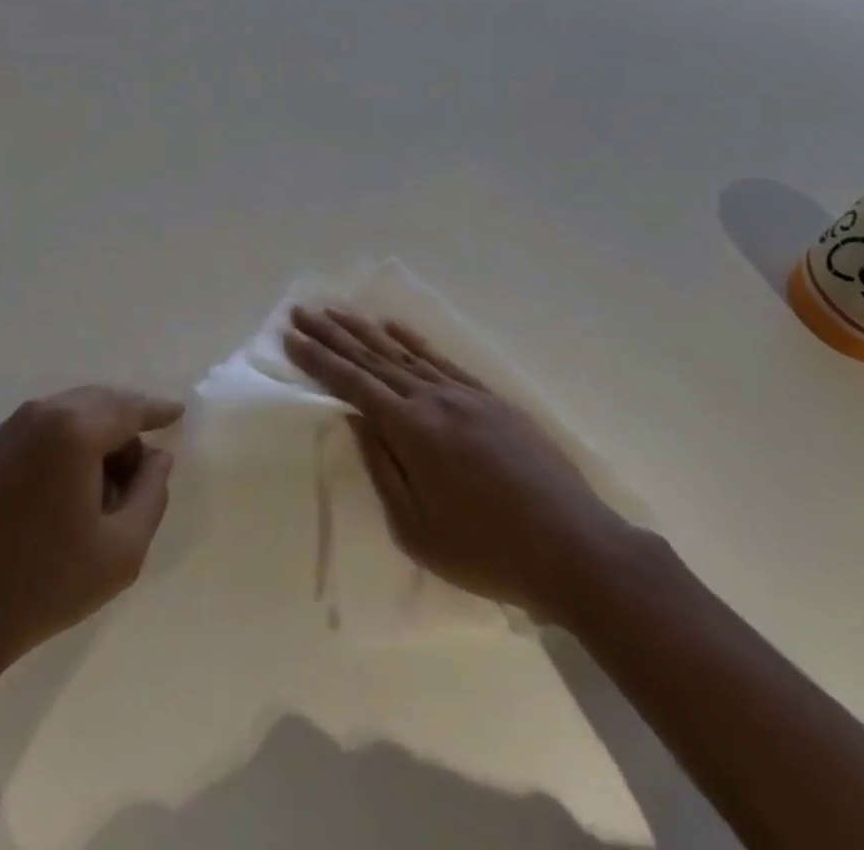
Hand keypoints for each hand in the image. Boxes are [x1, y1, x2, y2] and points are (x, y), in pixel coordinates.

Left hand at [0, 386, 183, 689]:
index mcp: (74, 430)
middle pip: (100, 403)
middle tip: (143, 467)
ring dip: (96, 435)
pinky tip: (69, 487)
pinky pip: (42, 430)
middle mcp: (40, 414)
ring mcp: (7, 430)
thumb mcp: (121, 551)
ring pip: (70, 414)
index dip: (158, 411)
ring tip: (106, 485)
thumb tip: (156, 458)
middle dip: (127, 425)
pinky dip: (66, 443)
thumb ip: (152, 494)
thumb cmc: (41, 586)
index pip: (130, 408)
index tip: (178, 413)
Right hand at [285, 307, 626, 619]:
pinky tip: (395, 328)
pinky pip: (442, 359)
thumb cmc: (486, 551)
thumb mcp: (417, 528)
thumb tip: (358, 420)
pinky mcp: (491, 398)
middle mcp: (434, 398)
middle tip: (302, 312)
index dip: (319, 360)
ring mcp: (465, 393)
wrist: (572, 546)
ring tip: (338, 312)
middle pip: (374, 358)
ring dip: (366, 331)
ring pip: (405, 353)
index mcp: (412, 430)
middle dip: (334, 335)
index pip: (353, 384)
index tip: (291, 337)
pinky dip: (414, 340)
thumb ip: (383, 467)